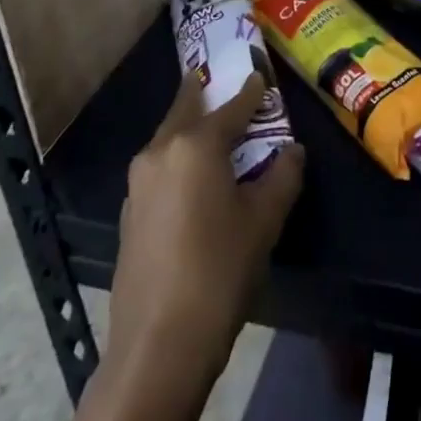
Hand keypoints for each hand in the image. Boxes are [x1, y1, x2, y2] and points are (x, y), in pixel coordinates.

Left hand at [109, 72, 303, 382]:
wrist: (157, 346)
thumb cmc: (219, 271)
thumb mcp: (264, 221)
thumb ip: (283, 176)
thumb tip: (292, 150)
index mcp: (195, 144)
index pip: (231, 106)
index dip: (250, 91)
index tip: (259, 74)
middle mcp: (161, 151)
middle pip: (186, 109)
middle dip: (205, 94)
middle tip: (222, 82)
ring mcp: (138, 183)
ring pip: (169, 138)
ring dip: (191, 127)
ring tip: (213, 131)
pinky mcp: (129, 212)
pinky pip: (160, 168)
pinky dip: (179, 159)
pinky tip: (194, 179)